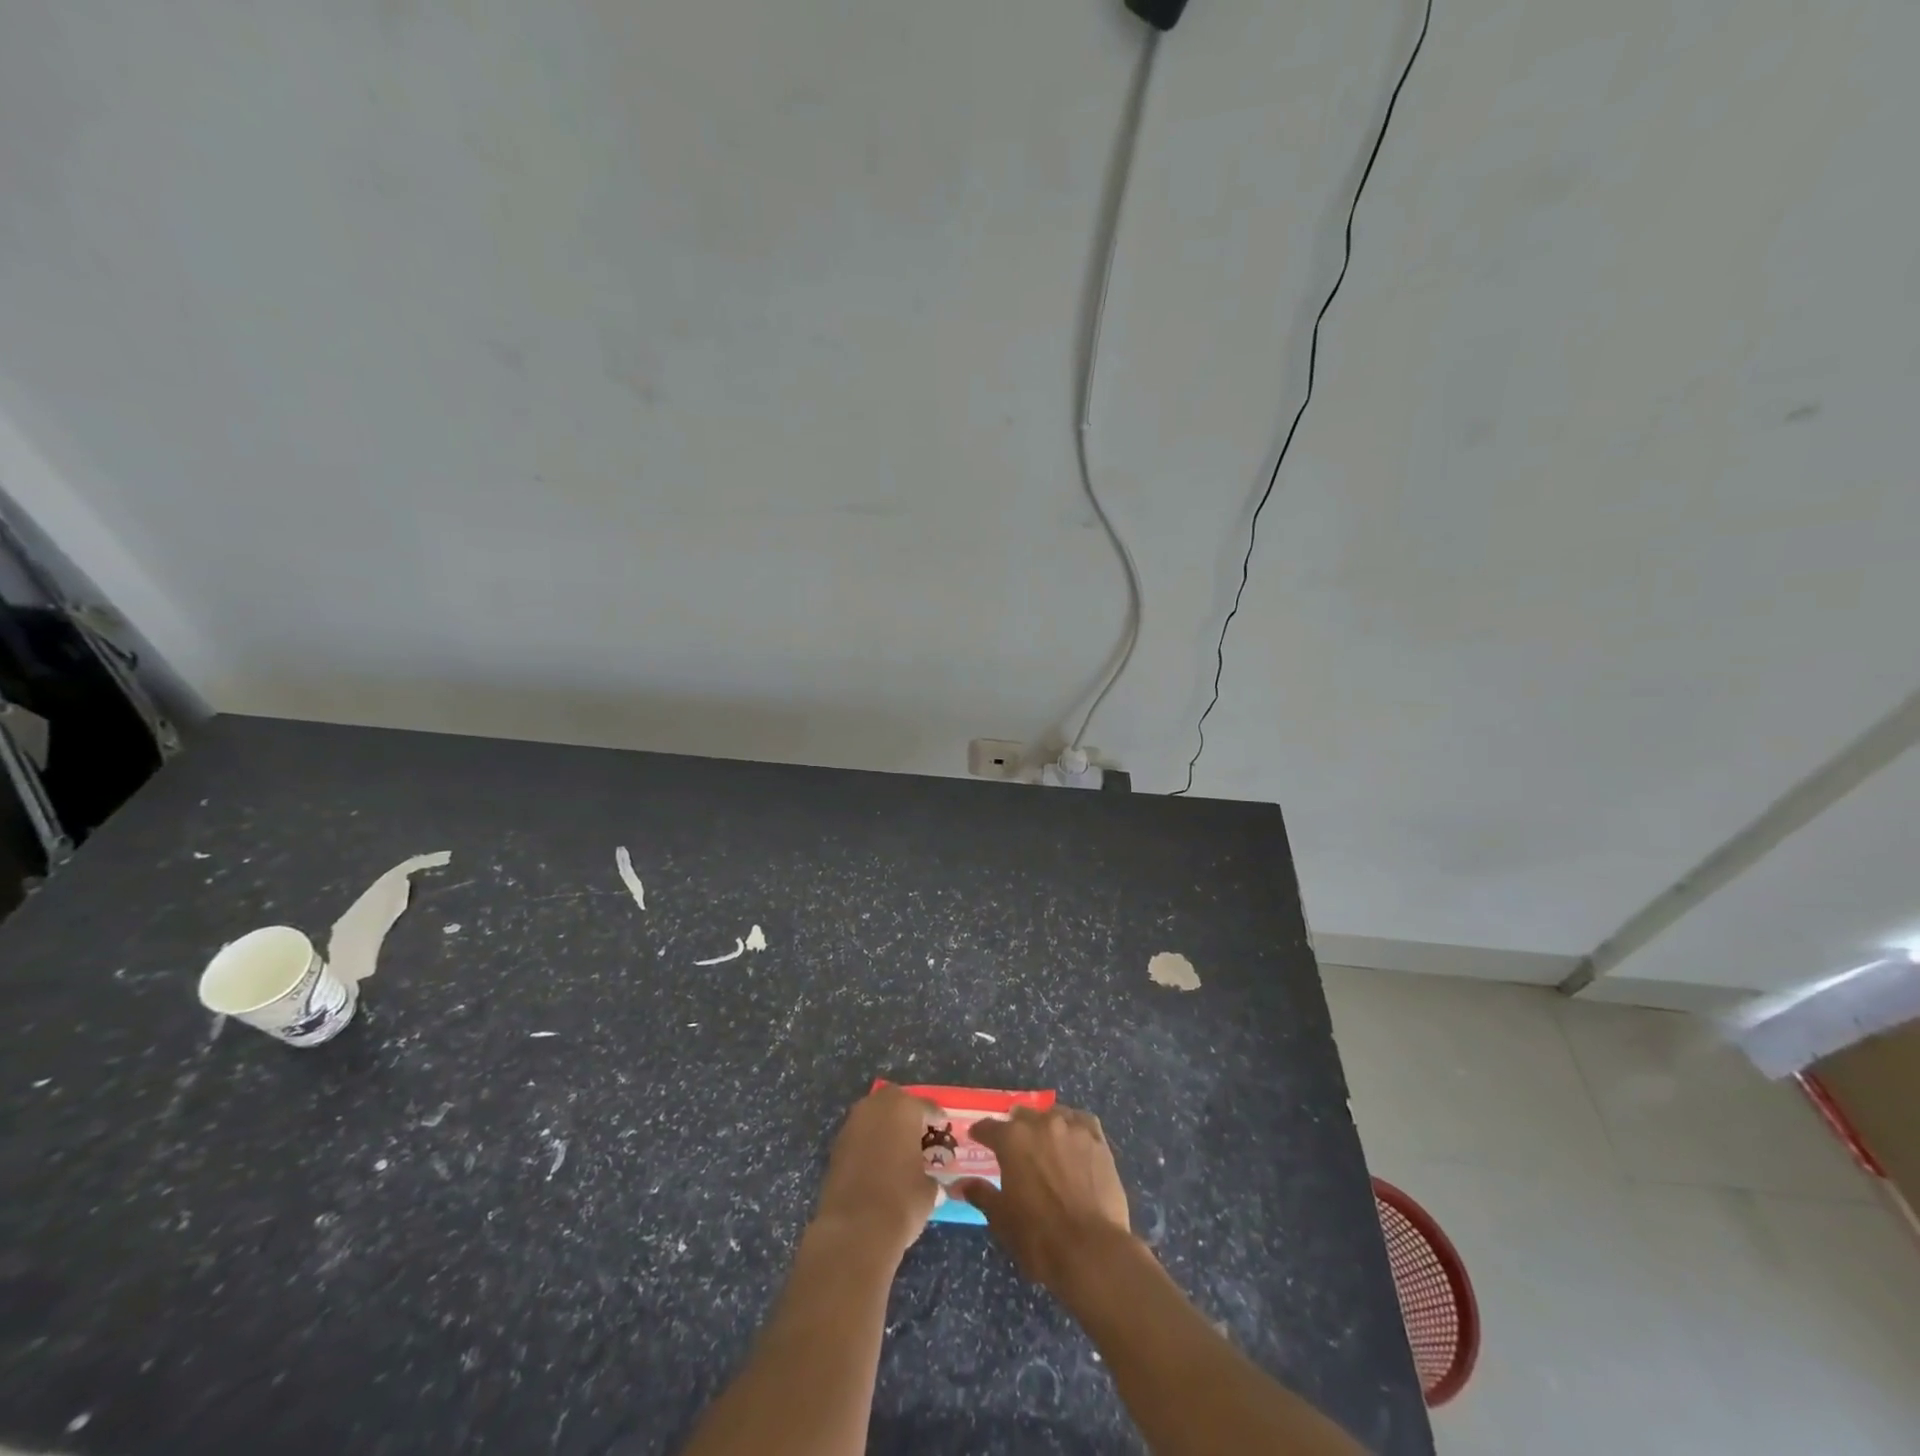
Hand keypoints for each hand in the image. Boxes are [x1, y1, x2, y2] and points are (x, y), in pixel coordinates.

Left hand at [812, 1085, 943, 1258]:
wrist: (854, 1230)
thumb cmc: (901, 1201)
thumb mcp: (929, 1191)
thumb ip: (930, 1176)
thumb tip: (930, 1182)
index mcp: (904, 1108)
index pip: (926, 1106)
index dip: (936, 1118)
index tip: (942, 1127)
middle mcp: (876, 1107)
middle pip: (895, 1101)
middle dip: (906, 1114)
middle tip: (917, 1135)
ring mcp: (852, 1125)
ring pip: (873, 1116)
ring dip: (884, 1127)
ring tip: (897, 1150)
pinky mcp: (835, 1146)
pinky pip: (859, 1135)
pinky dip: (869, 1143)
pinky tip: (877, 1164)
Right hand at [957, 1104, 1133, 1290]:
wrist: (1090, 1250)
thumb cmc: (1038, 1237)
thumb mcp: (1001, 1219)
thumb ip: (981, 1194)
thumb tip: (960, 1185)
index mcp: (1012, 1139)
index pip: (988, 1127)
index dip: (981, 1133)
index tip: (977, 1138)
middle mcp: (1041, 1124)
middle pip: (1022, 1116)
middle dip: (1015, 1129)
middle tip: (1015, 1148)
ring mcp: (1072, 1129)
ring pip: (1053, 1115)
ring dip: (1045, 1125)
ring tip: (1045, 1141)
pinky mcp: (1097, 1141)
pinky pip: (1082, 1121)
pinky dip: (1074, 1125)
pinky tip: (1074, 1138)